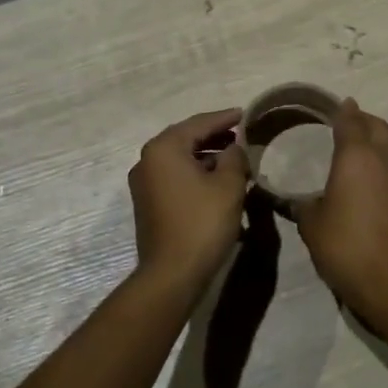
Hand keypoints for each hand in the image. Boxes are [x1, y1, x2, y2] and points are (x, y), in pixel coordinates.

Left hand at [128, 108, 248, 290]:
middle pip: (185, 139)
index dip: (224, 118)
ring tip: (233, 160)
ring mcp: (143, 183)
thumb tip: (234, 148)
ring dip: (206, 157)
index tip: (244, 114)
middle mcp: (147, 160)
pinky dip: (195, 174)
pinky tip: (216, 182)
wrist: (172, 273)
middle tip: (239, 135)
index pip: (199, 124)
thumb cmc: (202, 223)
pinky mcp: (147, 204)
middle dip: (214, 137)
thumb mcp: (229, 185)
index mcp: (164, 149)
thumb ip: (235, 157)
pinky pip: (174, 177)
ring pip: (179, 159)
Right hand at [296, 99, 387, 330]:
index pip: (350, 121)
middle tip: (349, 122)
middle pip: (378, 127)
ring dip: (378, 142)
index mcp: (356, 157)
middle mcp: (385, 159)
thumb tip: (299, 201)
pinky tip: (373, 181)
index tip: (339, 104)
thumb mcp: (312, 225)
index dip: (343, 111)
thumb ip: (304, 205)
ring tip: (360, 151)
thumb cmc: (345, 247)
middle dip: (364, 120)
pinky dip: (385, 165)